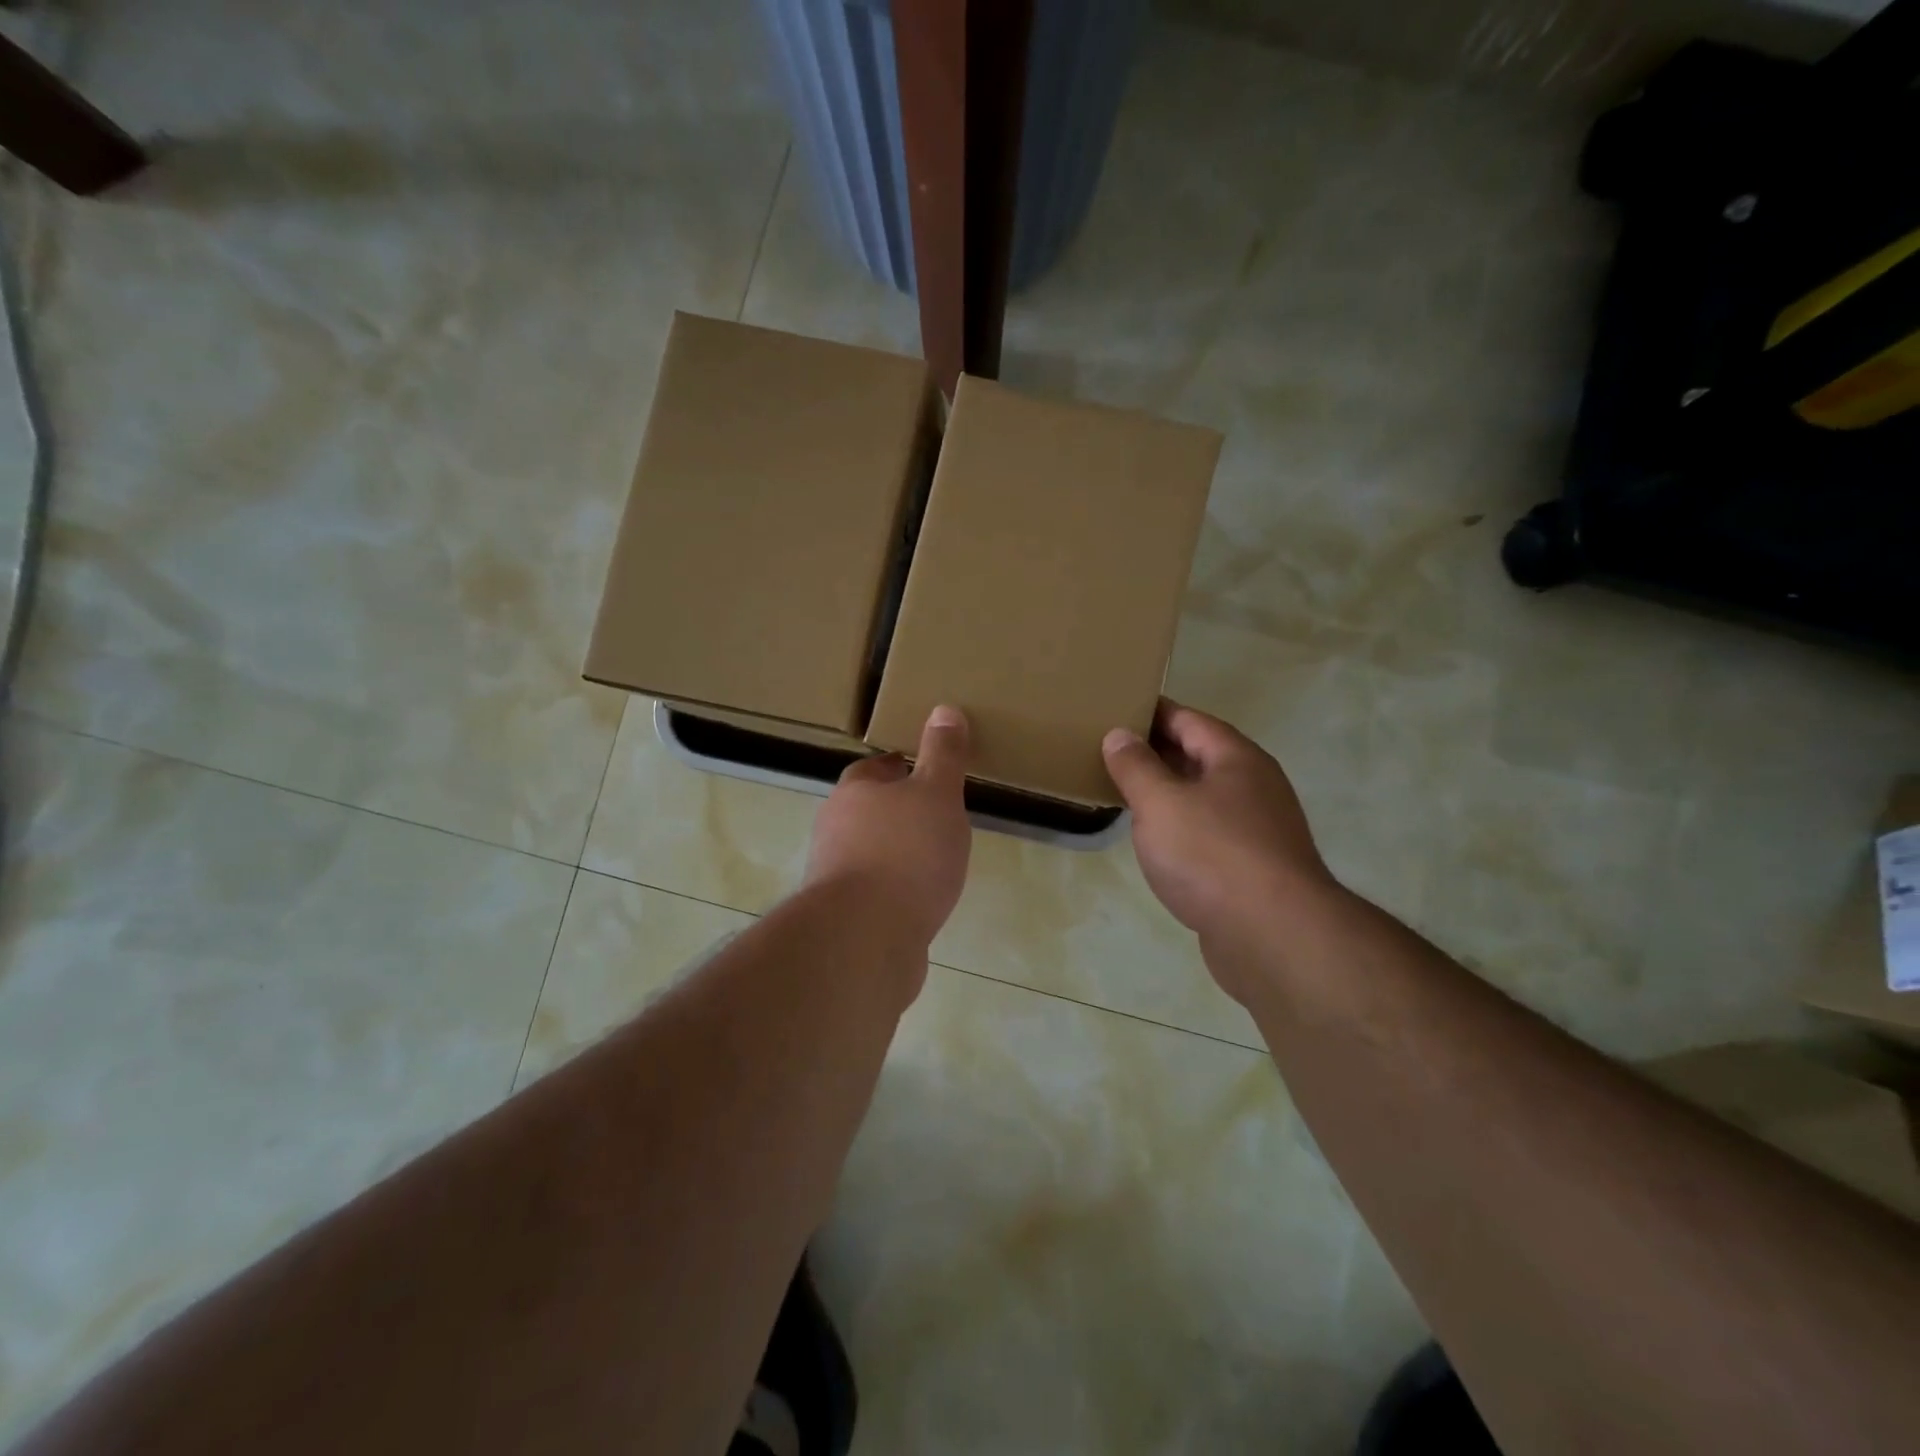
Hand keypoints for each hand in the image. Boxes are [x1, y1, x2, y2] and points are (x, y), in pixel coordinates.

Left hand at [805, 705, 972, 951]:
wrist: (864, 938)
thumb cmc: (906, 853)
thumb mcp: (937, 794)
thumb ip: (943, 755)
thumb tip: (944, 708)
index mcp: (854, 792)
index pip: (873, 769)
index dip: (899, 767)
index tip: (925, 772)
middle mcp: (834, 828)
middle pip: (867, 810)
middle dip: (897, 811)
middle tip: (936, 815)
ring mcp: (834, 875)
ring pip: (867, 852)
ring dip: (894, 852)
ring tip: (934, 860)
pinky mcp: (841, 917)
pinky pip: (872, 892)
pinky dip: (893, 891)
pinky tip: (919, 902)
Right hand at [1103, 700, 1335, 970]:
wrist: (1274, 936)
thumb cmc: (1212, 855)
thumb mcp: (1160, 803)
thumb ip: (1136, 766)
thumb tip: (1119, 734)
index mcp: (1236, 758)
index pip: (1189, 719)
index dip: (1152, 713)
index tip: (1115, 710)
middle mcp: (1254, 786)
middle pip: (1200, 756)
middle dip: (1157, 752)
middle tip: (1109, 751)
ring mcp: (1259, 828)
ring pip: (1205, 797)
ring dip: (1168, 792)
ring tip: (1125, 793)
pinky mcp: (1254, 868)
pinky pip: (1210, 832)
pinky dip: (1182, 828)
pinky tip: (1157, 842)